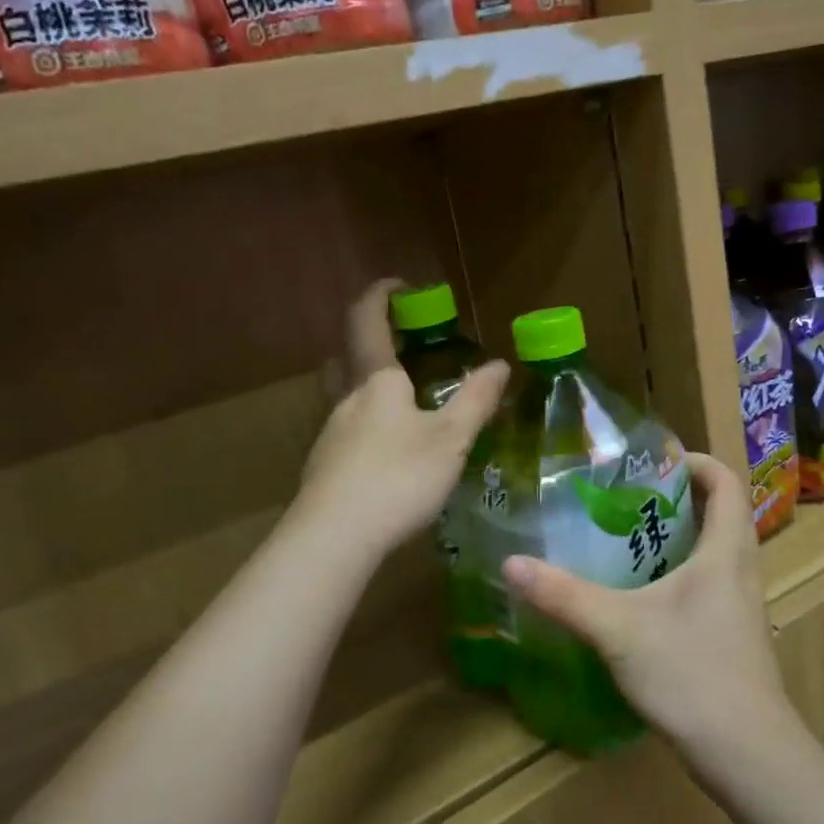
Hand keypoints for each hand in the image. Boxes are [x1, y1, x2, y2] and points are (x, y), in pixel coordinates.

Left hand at [296, 281, 508, 560]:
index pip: (368, 321)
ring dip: (369, 389)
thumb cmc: (398, 477)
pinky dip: (366, 428)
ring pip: (345, 398)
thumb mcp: (450, 440)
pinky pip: (346, 433)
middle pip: (347, 357)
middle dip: (370, 342)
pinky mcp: (324, 469)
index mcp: (376, 382)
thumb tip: (500, 365)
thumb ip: (476, 401)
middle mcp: (346, 400)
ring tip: (404, 406)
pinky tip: (387, 456)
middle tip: (401, 345)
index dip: (380, 295)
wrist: (335, 538)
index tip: (399, 285)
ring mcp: (330, 436)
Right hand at [501, 453, 800, 764]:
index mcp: (725, 552)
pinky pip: (711, 584)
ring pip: (716, 552)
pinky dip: (681, 573)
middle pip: (721, 513)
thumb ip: (564, 595)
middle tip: (629, 496)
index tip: (653, 461)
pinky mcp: (734, 635)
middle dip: (679, 497)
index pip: (725, 482)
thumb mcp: (618, 629)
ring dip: (680, 536)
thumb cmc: (691, 673)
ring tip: (628, 538)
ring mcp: (741, 606)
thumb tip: (511, 563)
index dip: (695, 461)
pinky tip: (642, 595)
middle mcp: (742, 570)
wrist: (745, 753)